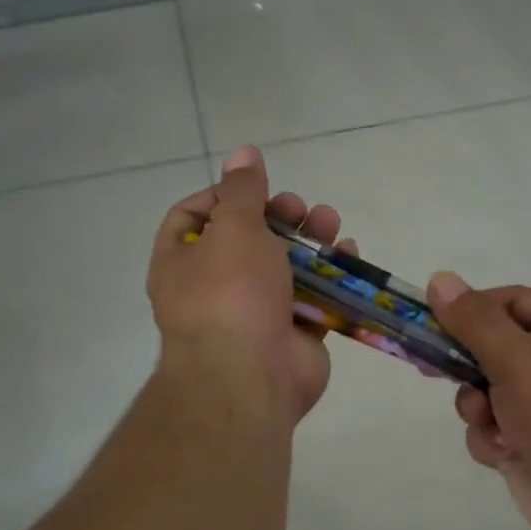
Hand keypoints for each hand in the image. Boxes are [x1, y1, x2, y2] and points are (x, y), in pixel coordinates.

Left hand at [149, 146, 350, 422]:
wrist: (250, 377)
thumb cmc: (230, 293)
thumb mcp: (233, 229)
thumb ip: (242, 190)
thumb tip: (243, 152)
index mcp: (182, 262)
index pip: (193, 216)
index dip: (223, 195)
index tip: (256, 187)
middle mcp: (214, 287)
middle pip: (247, 239)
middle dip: (278, 216)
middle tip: (300, 207)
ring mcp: (254, 312)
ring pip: (285, 267)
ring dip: (310, 240)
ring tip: (331, 224)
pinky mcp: (291, 333)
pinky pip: (313, 298)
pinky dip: (331, 276)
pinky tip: (348, 256)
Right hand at [427, 274, 530, 529]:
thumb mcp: (518, 356)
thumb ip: (474, 321)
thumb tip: (440, 278)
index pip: (511, 302)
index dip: (471, 309)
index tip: (432, 320)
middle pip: (494, 348)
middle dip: (466, 363)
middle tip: (431, 366)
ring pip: (486, 393)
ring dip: (477, 407)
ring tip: (489, 420)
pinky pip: (493, 430)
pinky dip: (491, 440)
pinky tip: (505, 453)